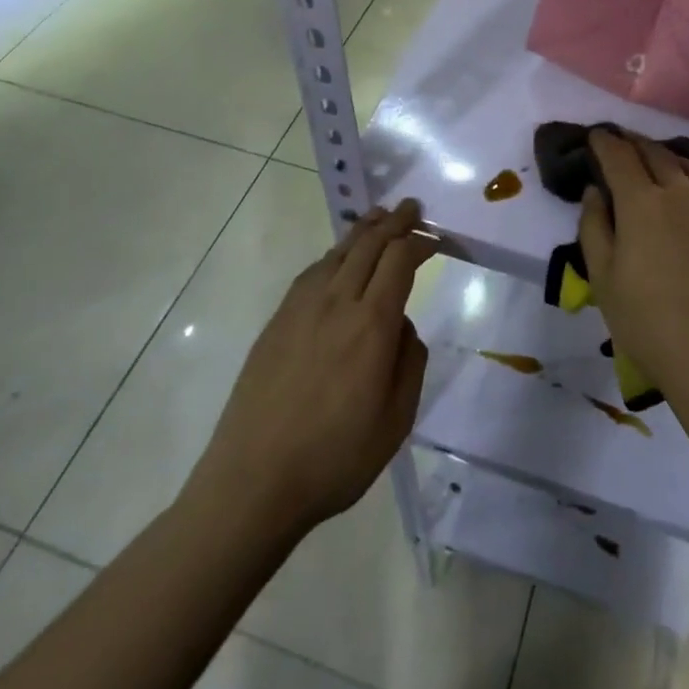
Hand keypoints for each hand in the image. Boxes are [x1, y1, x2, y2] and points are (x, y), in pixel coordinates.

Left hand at [196, 201, 436, 536]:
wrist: (253, 480)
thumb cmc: (335, 458)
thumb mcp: (396, 421)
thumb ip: (409, 363)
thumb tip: (402, 326)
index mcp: (371, 326)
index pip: (399, 262)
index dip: (419, 242)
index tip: (435, 237)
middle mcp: (336, 304)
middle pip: (368, 246)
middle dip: (394, 222)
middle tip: (411, 207)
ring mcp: (301, 309)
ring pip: (337, 253)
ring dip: (362, 230)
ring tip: (378, 217)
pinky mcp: (277, 322)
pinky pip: (312, 273)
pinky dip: (333, 255)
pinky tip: (338, 258)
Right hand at [578, 130, 688, 402]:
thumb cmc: (649, 323)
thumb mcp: (603, 279)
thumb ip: (594, 227)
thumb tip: (595, 191)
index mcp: (642, 203)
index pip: (619, 157)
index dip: (605, 142)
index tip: (596, 136)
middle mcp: (683, 193)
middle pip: (657, 155)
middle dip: (635, 144)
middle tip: (623, 141)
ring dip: (670, 158)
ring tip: (659, 160)